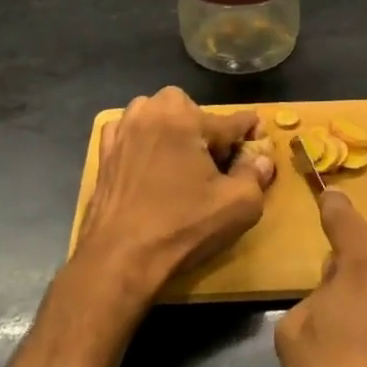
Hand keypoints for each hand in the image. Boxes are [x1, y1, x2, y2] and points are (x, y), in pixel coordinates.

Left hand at [72, 88, 275, 301]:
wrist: (120, 257)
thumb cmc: (182, 227)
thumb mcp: (238, 205)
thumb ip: (255, 174)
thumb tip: (262, 159)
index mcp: (186, 119)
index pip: (232, 120)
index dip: (251, 132)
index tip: (259, 144)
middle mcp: (151, 113)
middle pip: (190, 108)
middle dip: (205, 126)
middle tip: (214, 159)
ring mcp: (123, 131)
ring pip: (155, 113)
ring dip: (171, 127)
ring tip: (181, 157)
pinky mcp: (104, 152)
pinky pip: (128, 130)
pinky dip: (141, 138)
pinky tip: (147, 161)